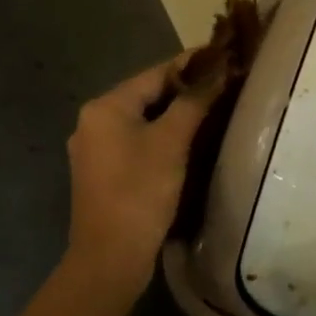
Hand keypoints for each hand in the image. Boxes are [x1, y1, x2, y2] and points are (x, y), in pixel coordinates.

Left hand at [64, 55, 211, 297]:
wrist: (109, 258)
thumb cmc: (140, 191)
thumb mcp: (171, 142)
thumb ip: (193, 102)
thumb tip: (217, 73)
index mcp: (105, 107)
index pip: (155, 74)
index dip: (191, 65)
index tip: (222, 57)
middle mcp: (92, 121)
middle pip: (147, 95)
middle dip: (184, 91)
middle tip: (222, 85)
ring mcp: (94, 149)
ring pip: (142, 120)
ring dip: (173, 115)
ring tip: (210, 110)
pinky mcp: (101, 173)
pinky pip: (135, 142)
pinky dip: (160, 137)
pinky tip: (185, 142)